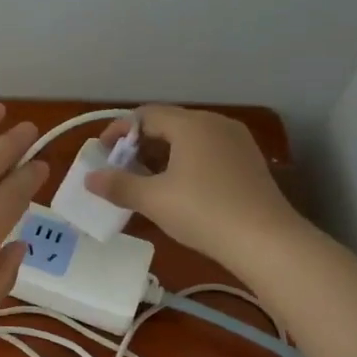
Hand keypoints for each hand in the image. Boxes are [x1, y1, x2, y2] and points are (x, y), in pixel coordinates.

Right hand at [86, 104, 303, 267]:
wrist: (266, 241)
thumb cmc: (203, 212)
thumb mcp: (153, 200)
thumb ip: (118, 185)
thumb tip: (90, 178)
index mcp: (190, 124)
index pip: (145, 115)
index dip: (119, 131)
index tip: (102, 153)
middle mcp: (215, 124)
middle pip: (168, 124)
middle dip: (140, 144)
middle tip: (121, 169)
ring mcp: (237, 142)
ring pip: (189, 139)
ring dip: (163, 155)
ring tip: (146, 181)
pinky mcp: (249, 162)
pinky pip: (208, 152)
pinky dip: (186, 162)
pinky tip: (179, 189)